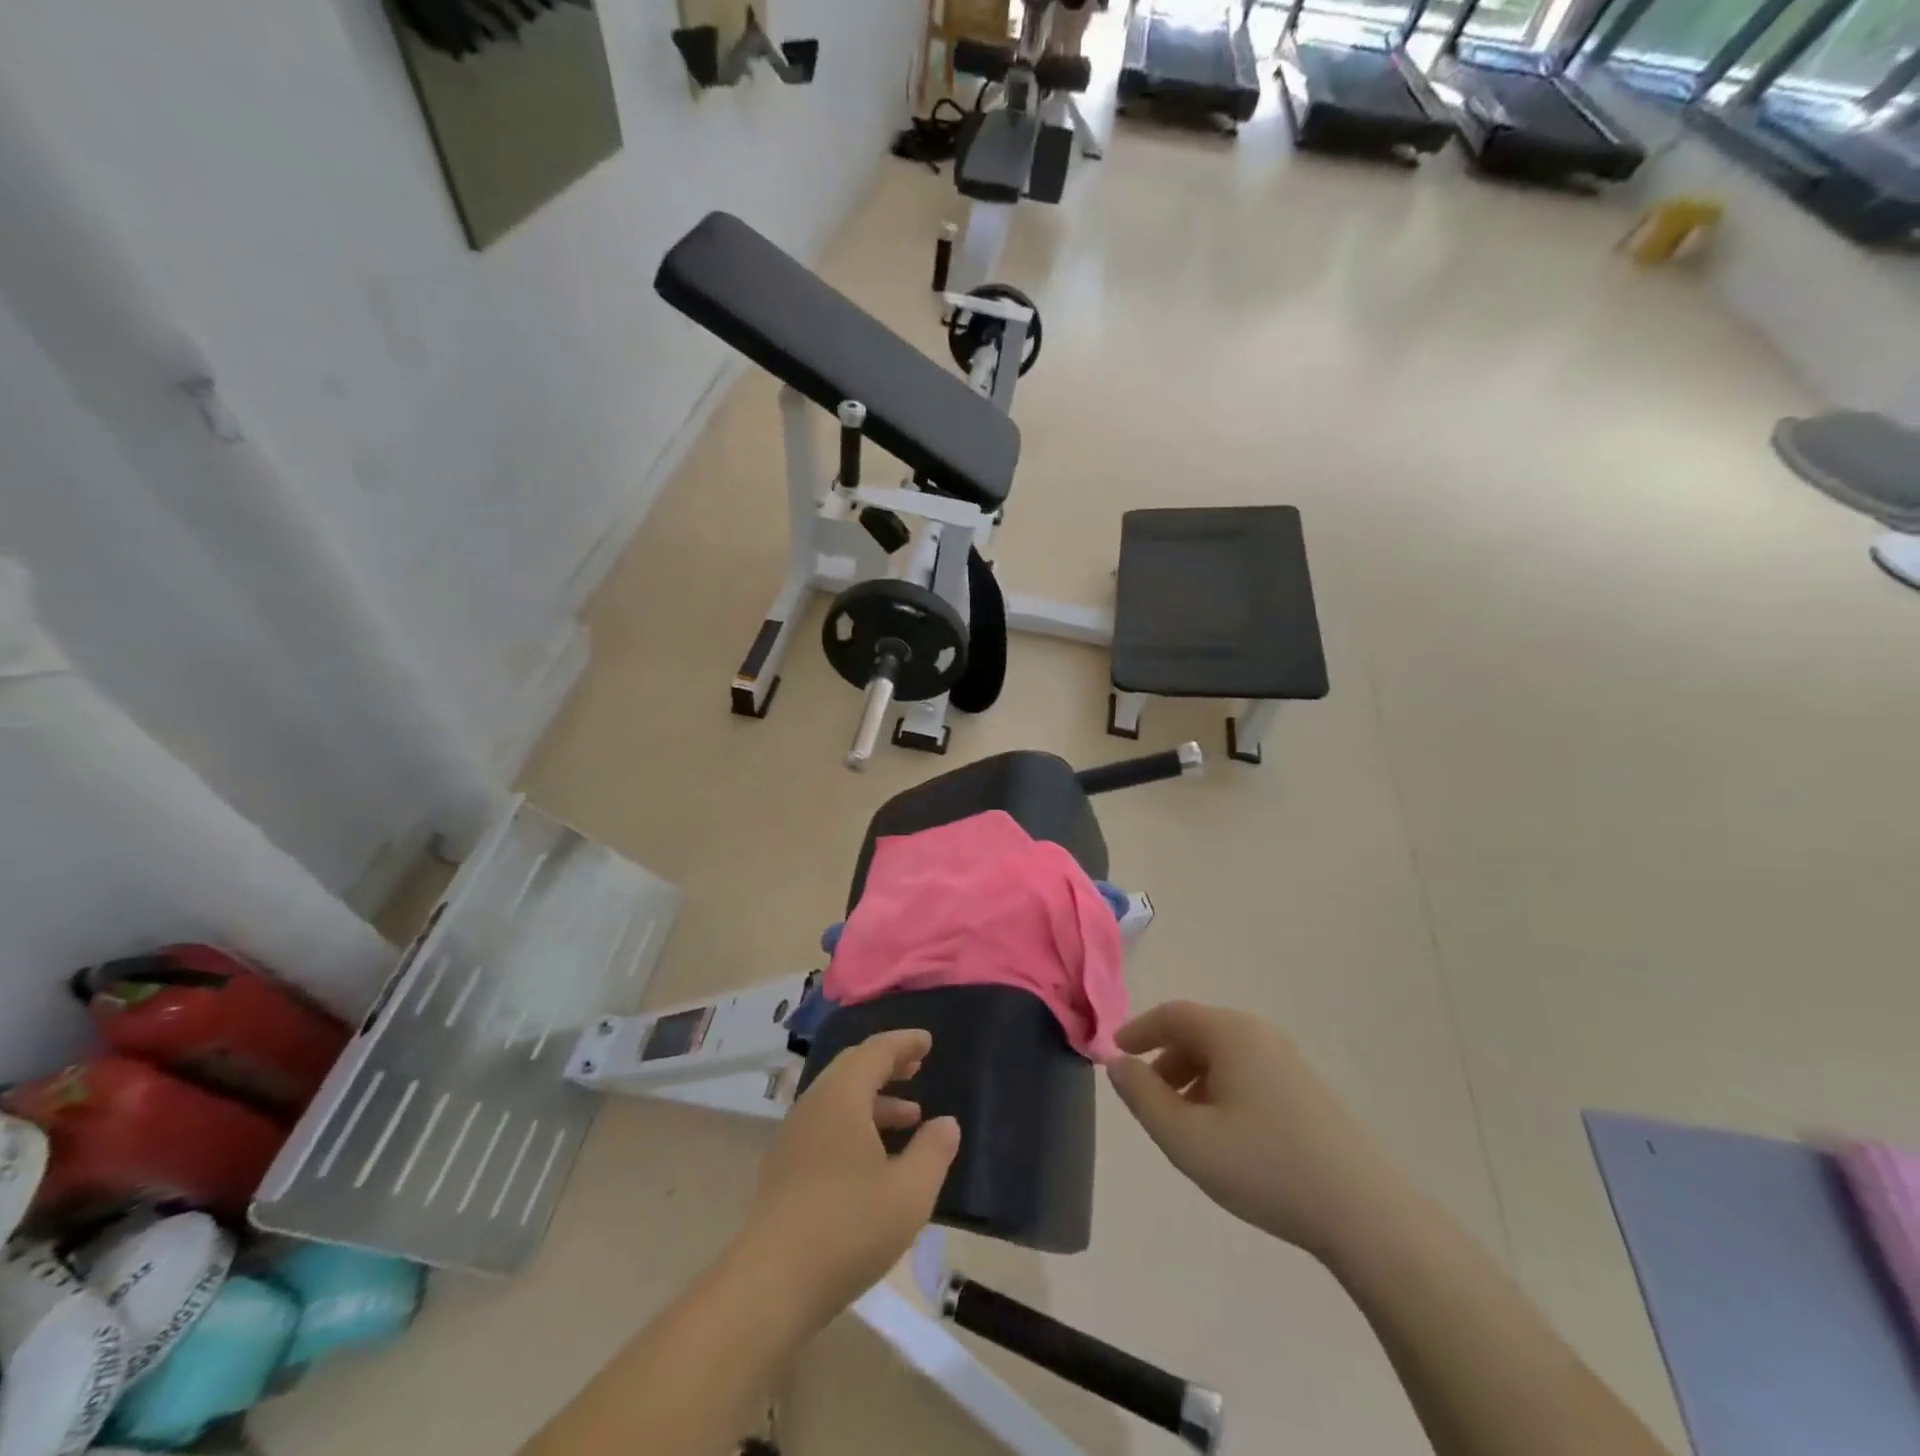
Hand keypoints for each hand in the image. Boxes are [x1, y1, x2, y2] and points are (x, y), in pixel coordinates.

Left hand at [742, 1029, 960, 1328]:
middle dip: (887, 1065)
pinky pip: (826, 1125)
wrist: (770, 1285)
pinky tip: (876, 1157)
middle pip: (852, 1068)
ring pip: (838, 1099)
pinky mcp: (784, 1168)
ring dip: (874, 1100)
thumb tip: (946, 1123)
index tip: (928, 1041)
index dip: (904, 1043)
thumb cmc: (847, 1228)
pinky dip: (856, 1123)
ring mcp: (794, 1137)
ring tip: (910, 1117)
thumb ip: (933, 1151)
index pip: (876, 1051)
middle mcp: (813, 1106)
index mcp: (841, 1097)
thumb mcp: (908, 1193)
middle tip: (917, 1068)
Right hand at [1106, 1001, 1399, 1260]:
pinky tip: (1224, 1135)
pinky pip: (1248, 1073)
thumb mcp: (1187, 1138)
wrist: (1366, 1213)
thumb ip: (1143, 1097)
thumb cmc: (1266, 1166)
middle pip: (1198, 1033)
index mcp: (1231, 1033)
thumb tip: (1117, 1064)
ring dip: (1192, 1078)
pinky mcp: (1307, 1090)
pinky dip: (1221, 1090)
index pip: (1172, 1014)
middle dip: (1165, 1060)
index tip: (1115, 1053)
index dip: (1139, 1030)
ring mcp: (1289, 1061)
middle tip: (1147, 1098)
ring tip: (1183, 1124)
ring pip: (1224, 1056)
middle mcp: (1260, 1035)